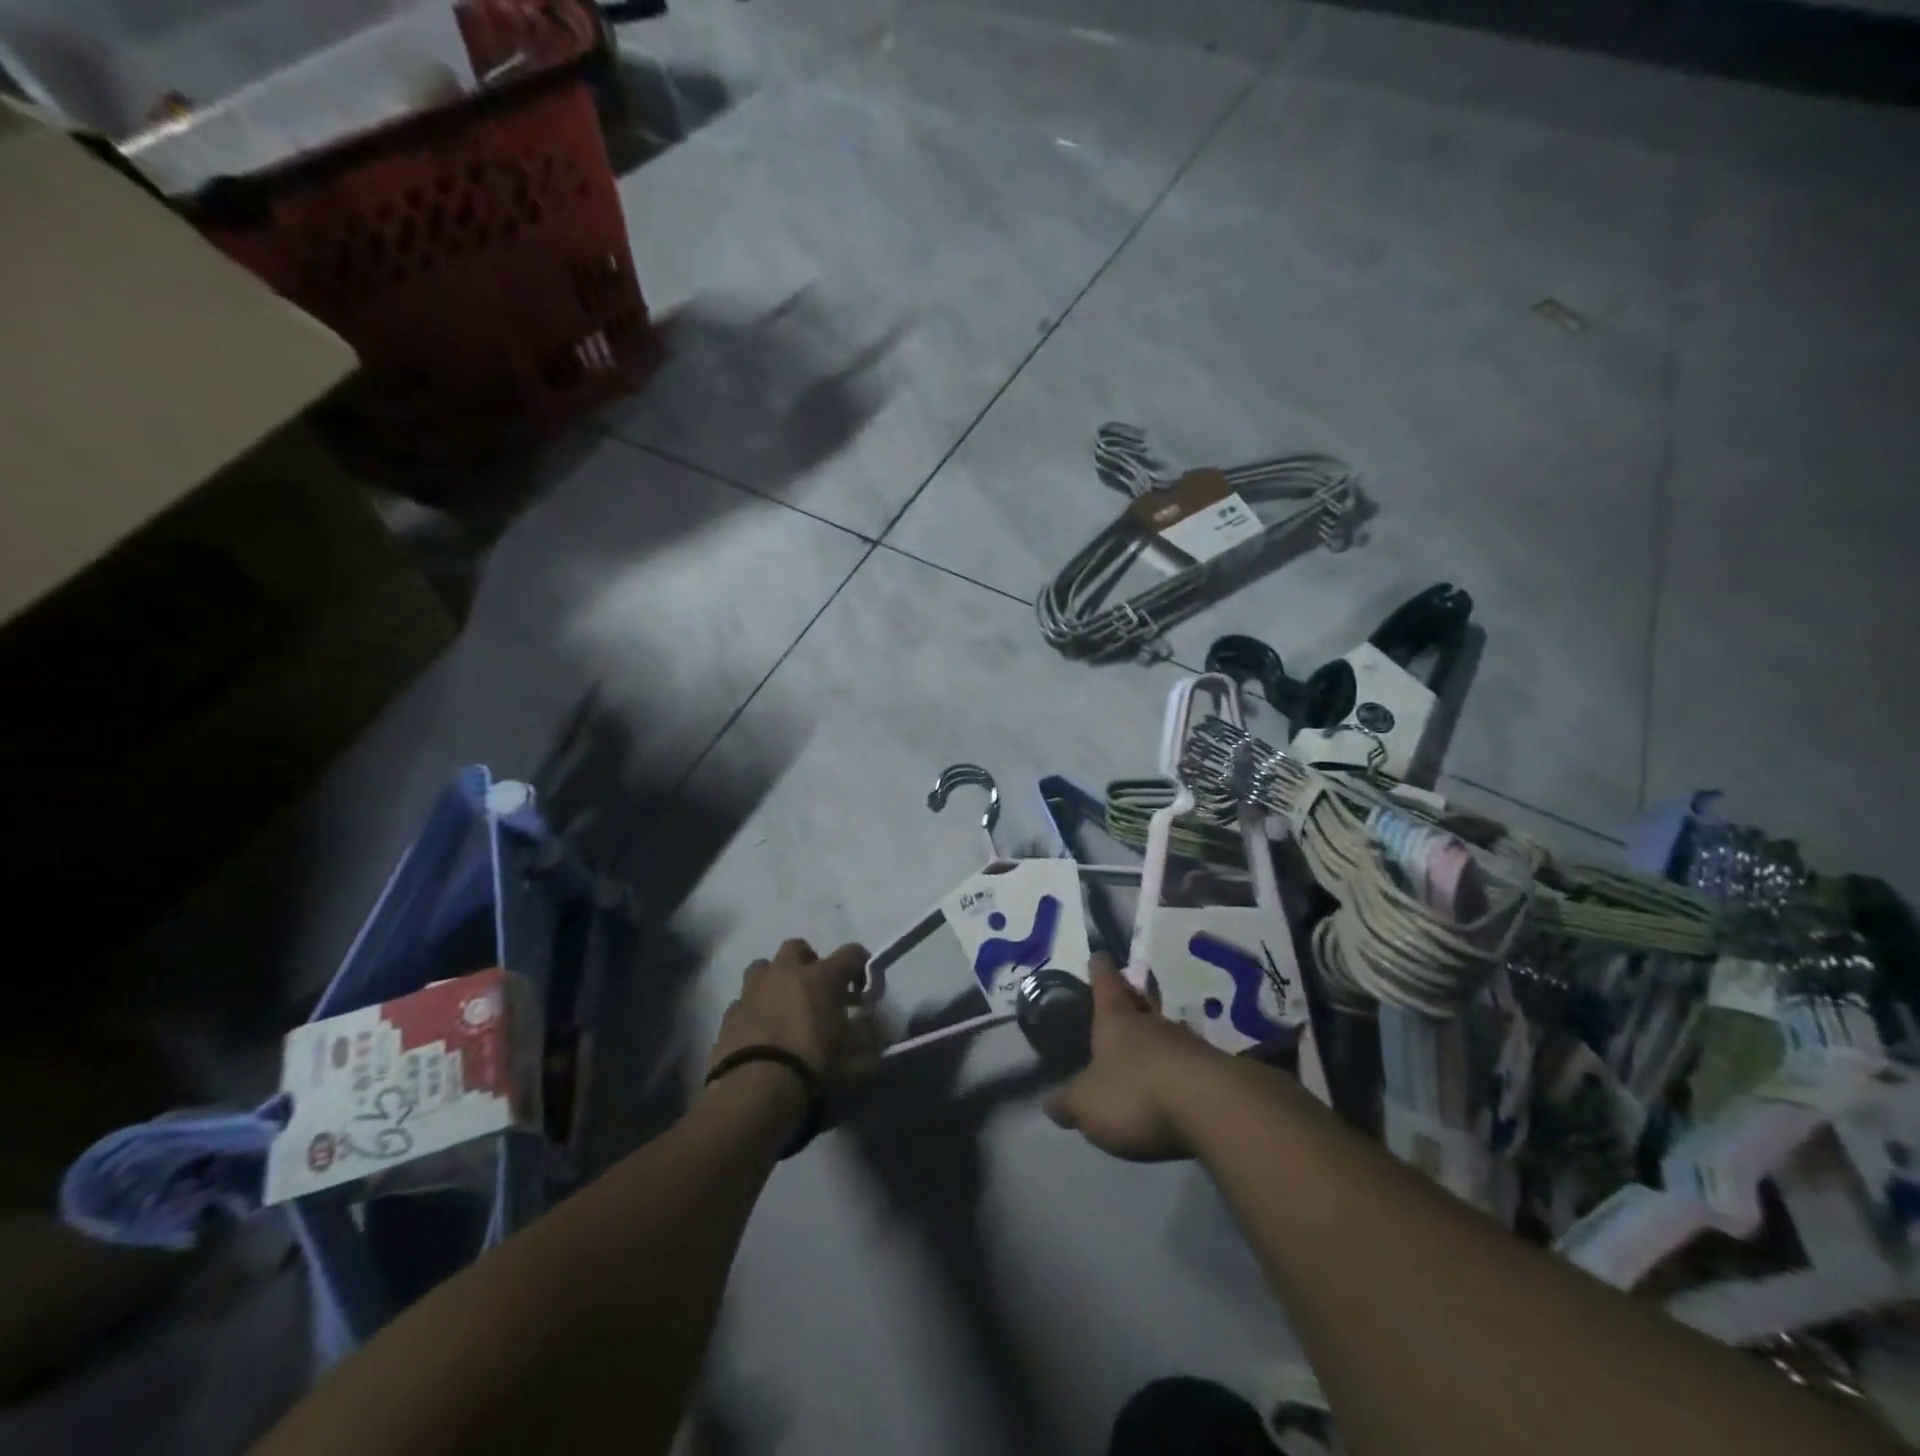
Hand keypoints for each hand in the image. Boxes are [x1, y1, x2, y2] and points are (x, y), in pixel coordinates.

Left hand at [706, 939, 880, 1089]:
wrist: (754, 1092)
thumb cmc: (813, 1068)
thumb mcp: (856, 1060)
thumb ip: (868, 1041)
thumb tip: (874, 1034)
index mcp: (821, 977)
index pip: (852, 952)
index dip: (861, 967)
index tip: (862, 993)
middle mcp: (786, 973)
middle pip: (797, 948)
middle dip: (808, 964)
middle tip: (817, 992)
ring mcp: (753, 991)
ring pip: (763, 967)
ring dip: (775, 980)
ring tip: (783, 1006)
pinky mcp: (729, 1015)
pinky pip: (743, 1001)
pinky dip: (753, 1010)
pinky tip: (760, 1033)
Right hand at [1043, 953, 1225, 1161]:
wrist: (1211, 1107)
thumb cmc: (1135, 1093)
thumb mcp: (1087, 1104)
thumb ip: (1069, 1102)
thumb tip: (1050, 1102)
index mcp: (1117, 1020)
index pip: (1105, 984)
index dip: (1100, 970)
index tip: (1099, 955)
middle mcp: (1152, 1024)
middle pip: (1141, 1003)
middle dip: (1133, 999)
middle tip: (1127, 995)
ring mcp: (1188, 1045)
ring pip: (1168, 1033)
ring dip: (1159, 1038)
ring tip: (1150, 1048)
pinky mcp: (1216, 1073)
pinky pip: (1191, 1064)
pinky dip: (1181, 1069)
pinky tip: (1178, 1083)